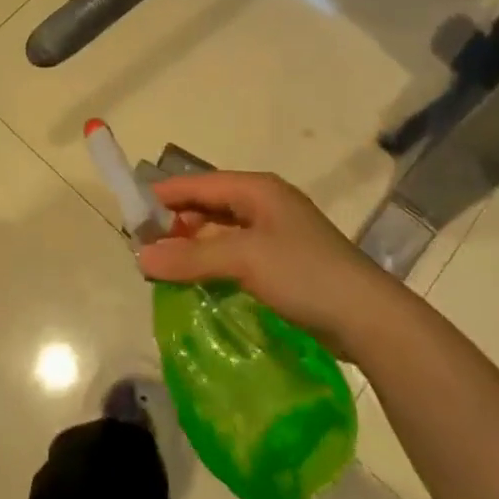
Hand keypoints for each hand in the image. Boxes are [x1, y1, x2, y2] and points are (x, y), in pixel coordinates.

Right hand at [134, 172, 405, 360]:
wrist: (366, 316)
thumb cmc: (303, 273)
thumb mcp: (244, 260)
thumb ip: (191, 257)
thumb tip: (141, 257)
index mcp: (258, 189)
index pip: (200, 183)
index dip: (166, 195)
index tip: (131, 212)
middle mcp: (266, 202)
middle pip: (211, 204)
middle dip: (178, 221)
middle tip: (145, 245)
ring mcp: (278, 232)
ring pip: (224, 230)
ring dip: (195, 244)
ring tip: (165, 265)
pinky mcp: (285, 261)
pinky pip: (238, 252)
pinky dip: (215, 261)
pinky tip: (200, 280)